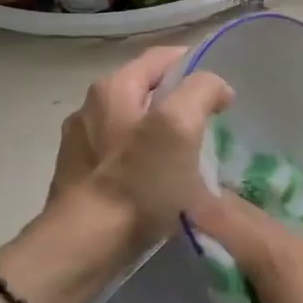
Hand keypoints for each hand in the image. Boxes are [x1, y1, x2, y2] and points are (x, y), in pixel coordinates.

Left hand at [0, 48, 232, 302]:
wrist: (84, 246)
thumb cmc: (136, 183)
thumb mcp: (179, 126)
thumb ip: (200, 91)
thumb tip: (215, 87)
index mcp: (112, 87)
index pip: (161, 57)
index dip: (196, 66)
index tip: (223, 93)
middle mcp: (90, 107)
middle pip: (146, 91)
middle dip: (179, 101)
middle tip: (210, 126)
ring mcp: (80, 143)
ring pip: (132, 124)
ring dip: (160, 134)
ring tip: (188, 158)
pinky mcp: (79, 177)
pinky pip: (120, 156)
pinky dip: (142, 160)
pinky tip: (157, 184)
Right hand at [190, 193, 302, 302]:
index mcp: (277, 256)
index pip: (219, 214)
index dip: (187, 207)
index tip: (158, 209)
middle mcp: (302, 244)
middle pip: (246, 216)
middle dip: (212, 222)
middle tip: (182, 242)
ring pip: (270, 236)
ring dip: (241, 247)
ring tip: (220, 277)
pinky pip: (291, 256)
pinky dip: (266, 264)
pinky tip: (264, 297)